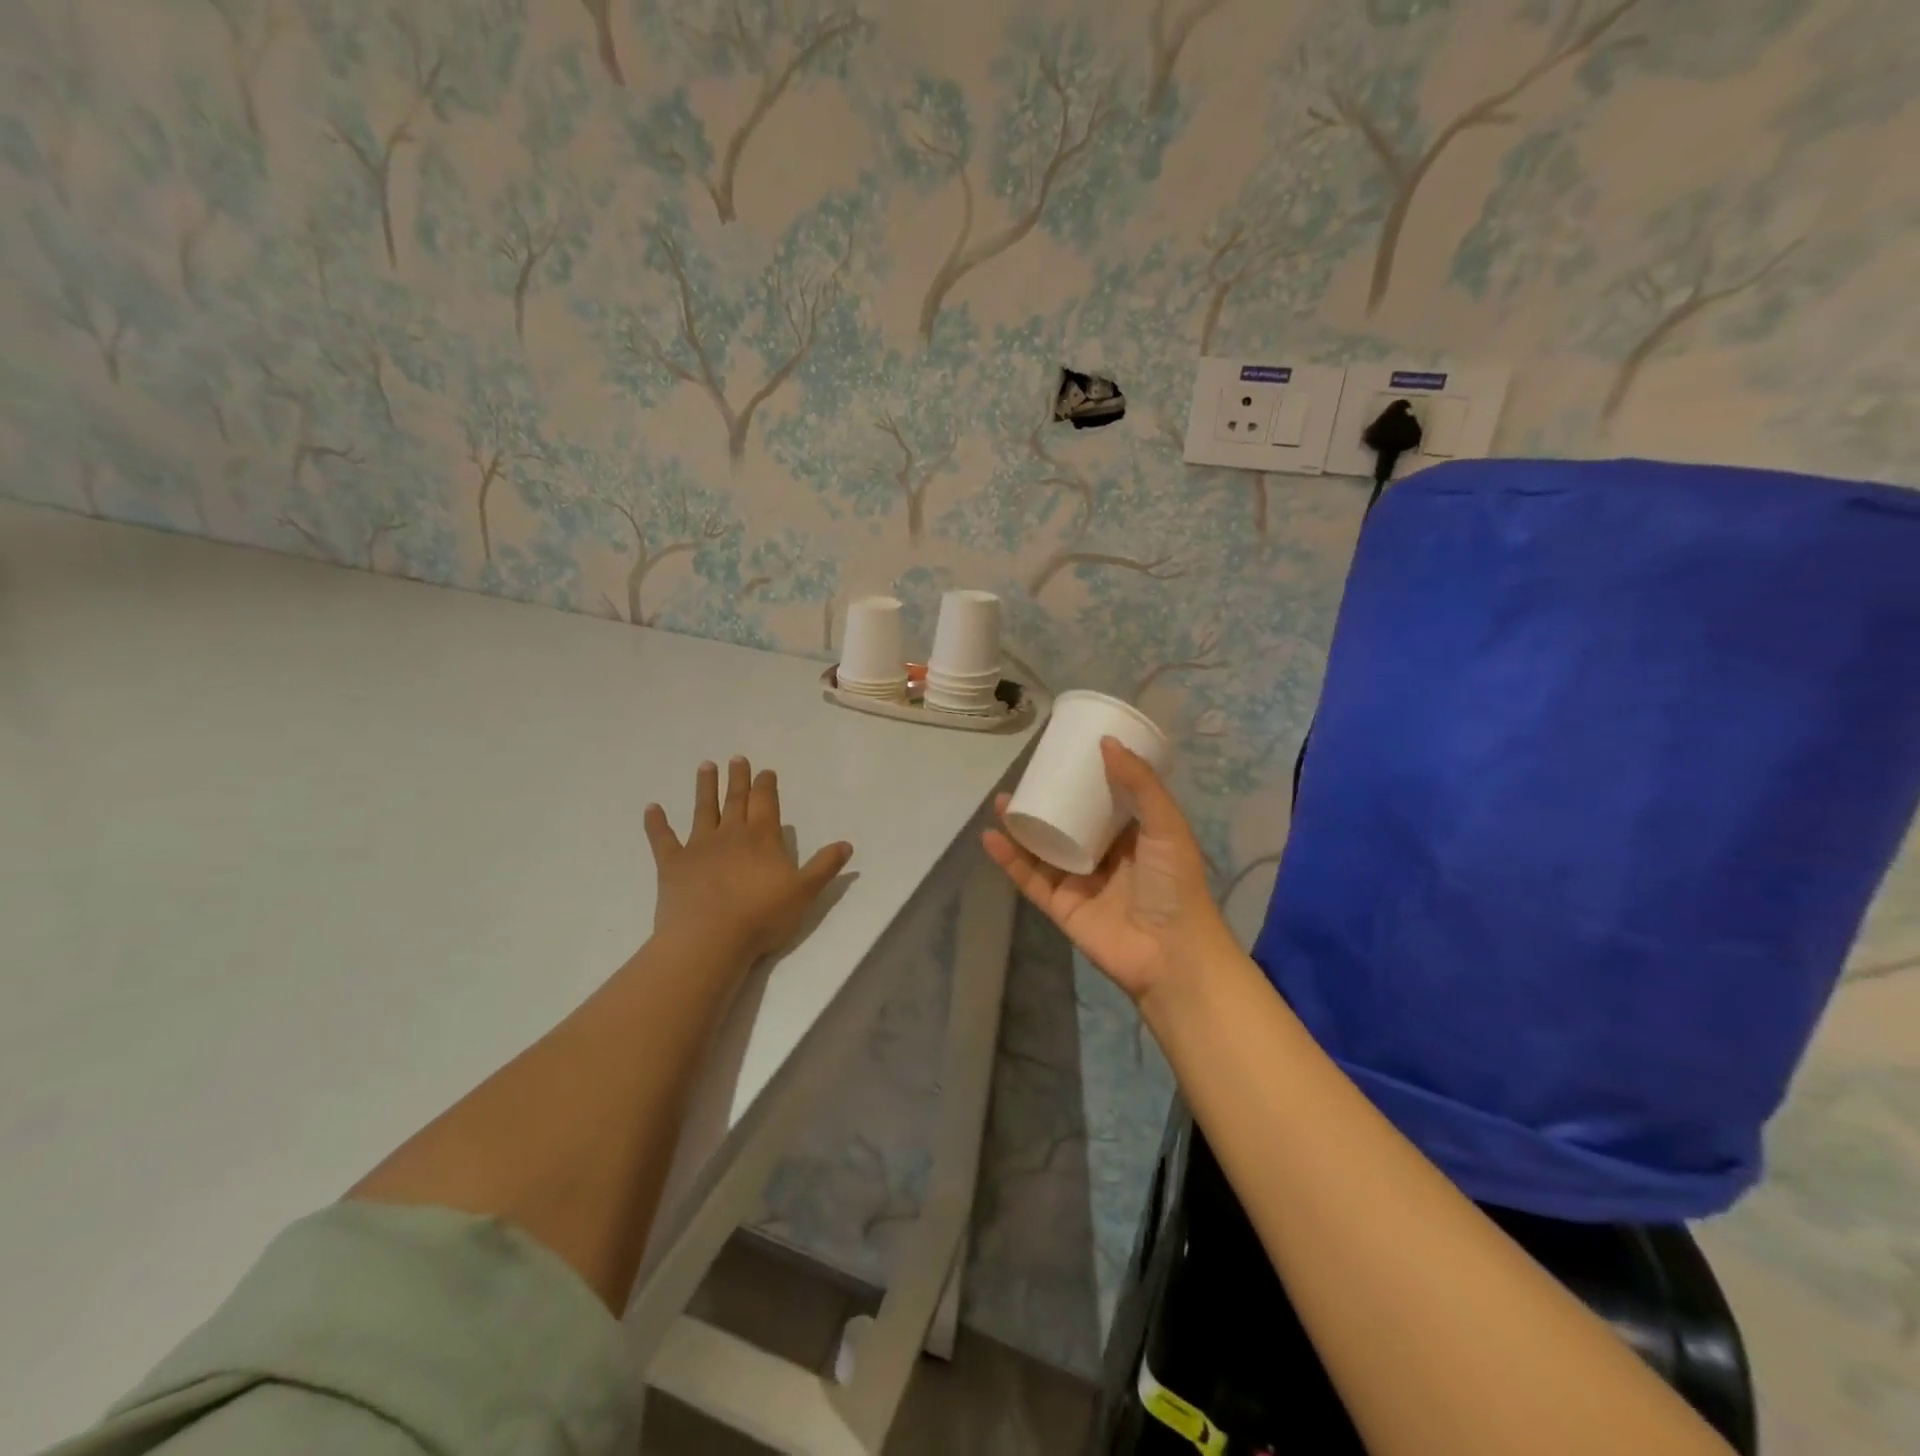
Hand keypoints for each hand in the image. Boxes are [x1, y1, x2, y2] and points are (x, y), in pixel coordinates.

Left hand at [645, 757, 853, 963]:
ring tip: (706, 766)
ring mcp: (699, 847)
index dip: (766, 785)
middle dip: (738, 779)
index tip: (765, 771)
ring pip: (703, 810)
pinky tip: (651, 807)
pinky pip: (662, 839)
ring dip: (705, 788)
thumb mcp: (804, 892)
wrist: (710, 938)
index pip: (766, 803)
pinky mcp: (672, 864)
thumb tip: (846, 844)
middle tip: (736, 759)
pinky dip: (656, 823)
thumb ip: (824, 866)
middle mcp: (731, 834)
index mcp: (763, 837)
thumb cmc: (762, 915)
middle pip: (736, 800)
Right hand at [982, 739, 1234, 1005]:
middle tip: (1024, 778)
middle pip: (1068, 824)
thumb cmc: (1175, 884)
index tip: (1063, 756)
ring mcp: (1080, 883)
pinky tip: (991, 838)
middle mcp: (1104, 857)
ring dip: (1022, 828)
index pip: (1104, 801)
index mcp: (1134, 836)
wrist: (1171, 954)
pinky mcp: (1060, 907)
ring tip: (1001, 803)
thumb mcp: (1166, 825)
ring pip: (1043, 850)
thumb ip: (1140, 784)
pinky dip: (1010, 860)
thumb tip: (1106, 742)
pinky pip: (1030, 879)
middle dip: (1046, 802)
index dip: (1084, 780)